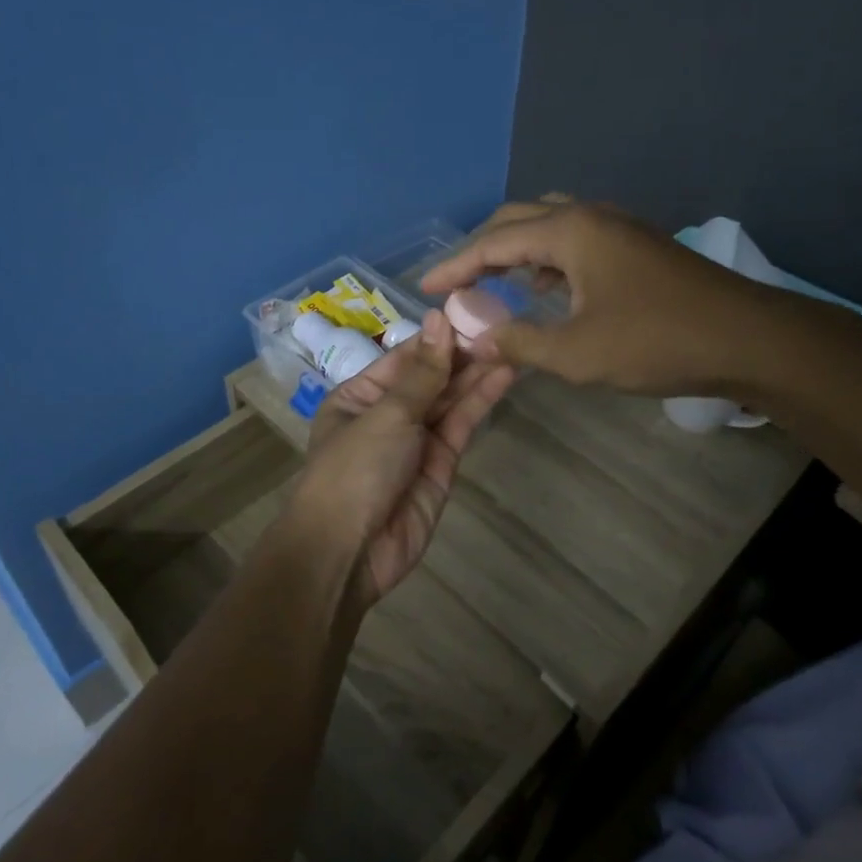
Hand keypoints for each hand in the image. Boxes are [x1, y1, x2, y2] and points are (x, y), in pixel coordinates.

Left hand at [287, 310, 515, 607]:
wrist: (349, 551)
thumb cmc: (354, 470)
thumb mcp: (386, 414)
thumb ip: (422, 372)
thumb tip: (439, 318)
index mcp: (359, 396)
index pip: (404, 357)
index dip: (438, 336)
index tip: (472, 310)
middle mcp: (387, 414)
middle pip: (430, 377)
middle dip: (462, 353)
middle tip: (502, 325)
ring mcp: (416, 440)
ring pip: (450, 399)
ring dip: (477, 373)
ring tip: (511, 343)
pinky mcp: (441, 465)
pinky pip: (461, 425)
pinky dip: (480, 401)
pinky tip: (504, 376)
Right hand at [419, 196, 783, 397]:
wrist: (750, 339)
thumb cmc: (656, 342)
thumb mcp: (576, 353)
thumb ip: (518, 343)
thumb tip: (476, 339)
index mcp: (569, 231)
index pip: (492, 242)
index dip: (454, 266)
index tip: (424, 287)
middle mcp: (590, 216)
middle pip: (519, 219)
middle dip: (482, 249)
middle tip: (456, 283)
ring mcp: (619, 227)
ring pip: (550, 225)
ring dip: (517, 249)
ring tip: (494, 283)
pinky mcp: (638, 246)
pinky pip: (576, 240)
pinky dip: (548, 257)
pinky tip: (548, 288)